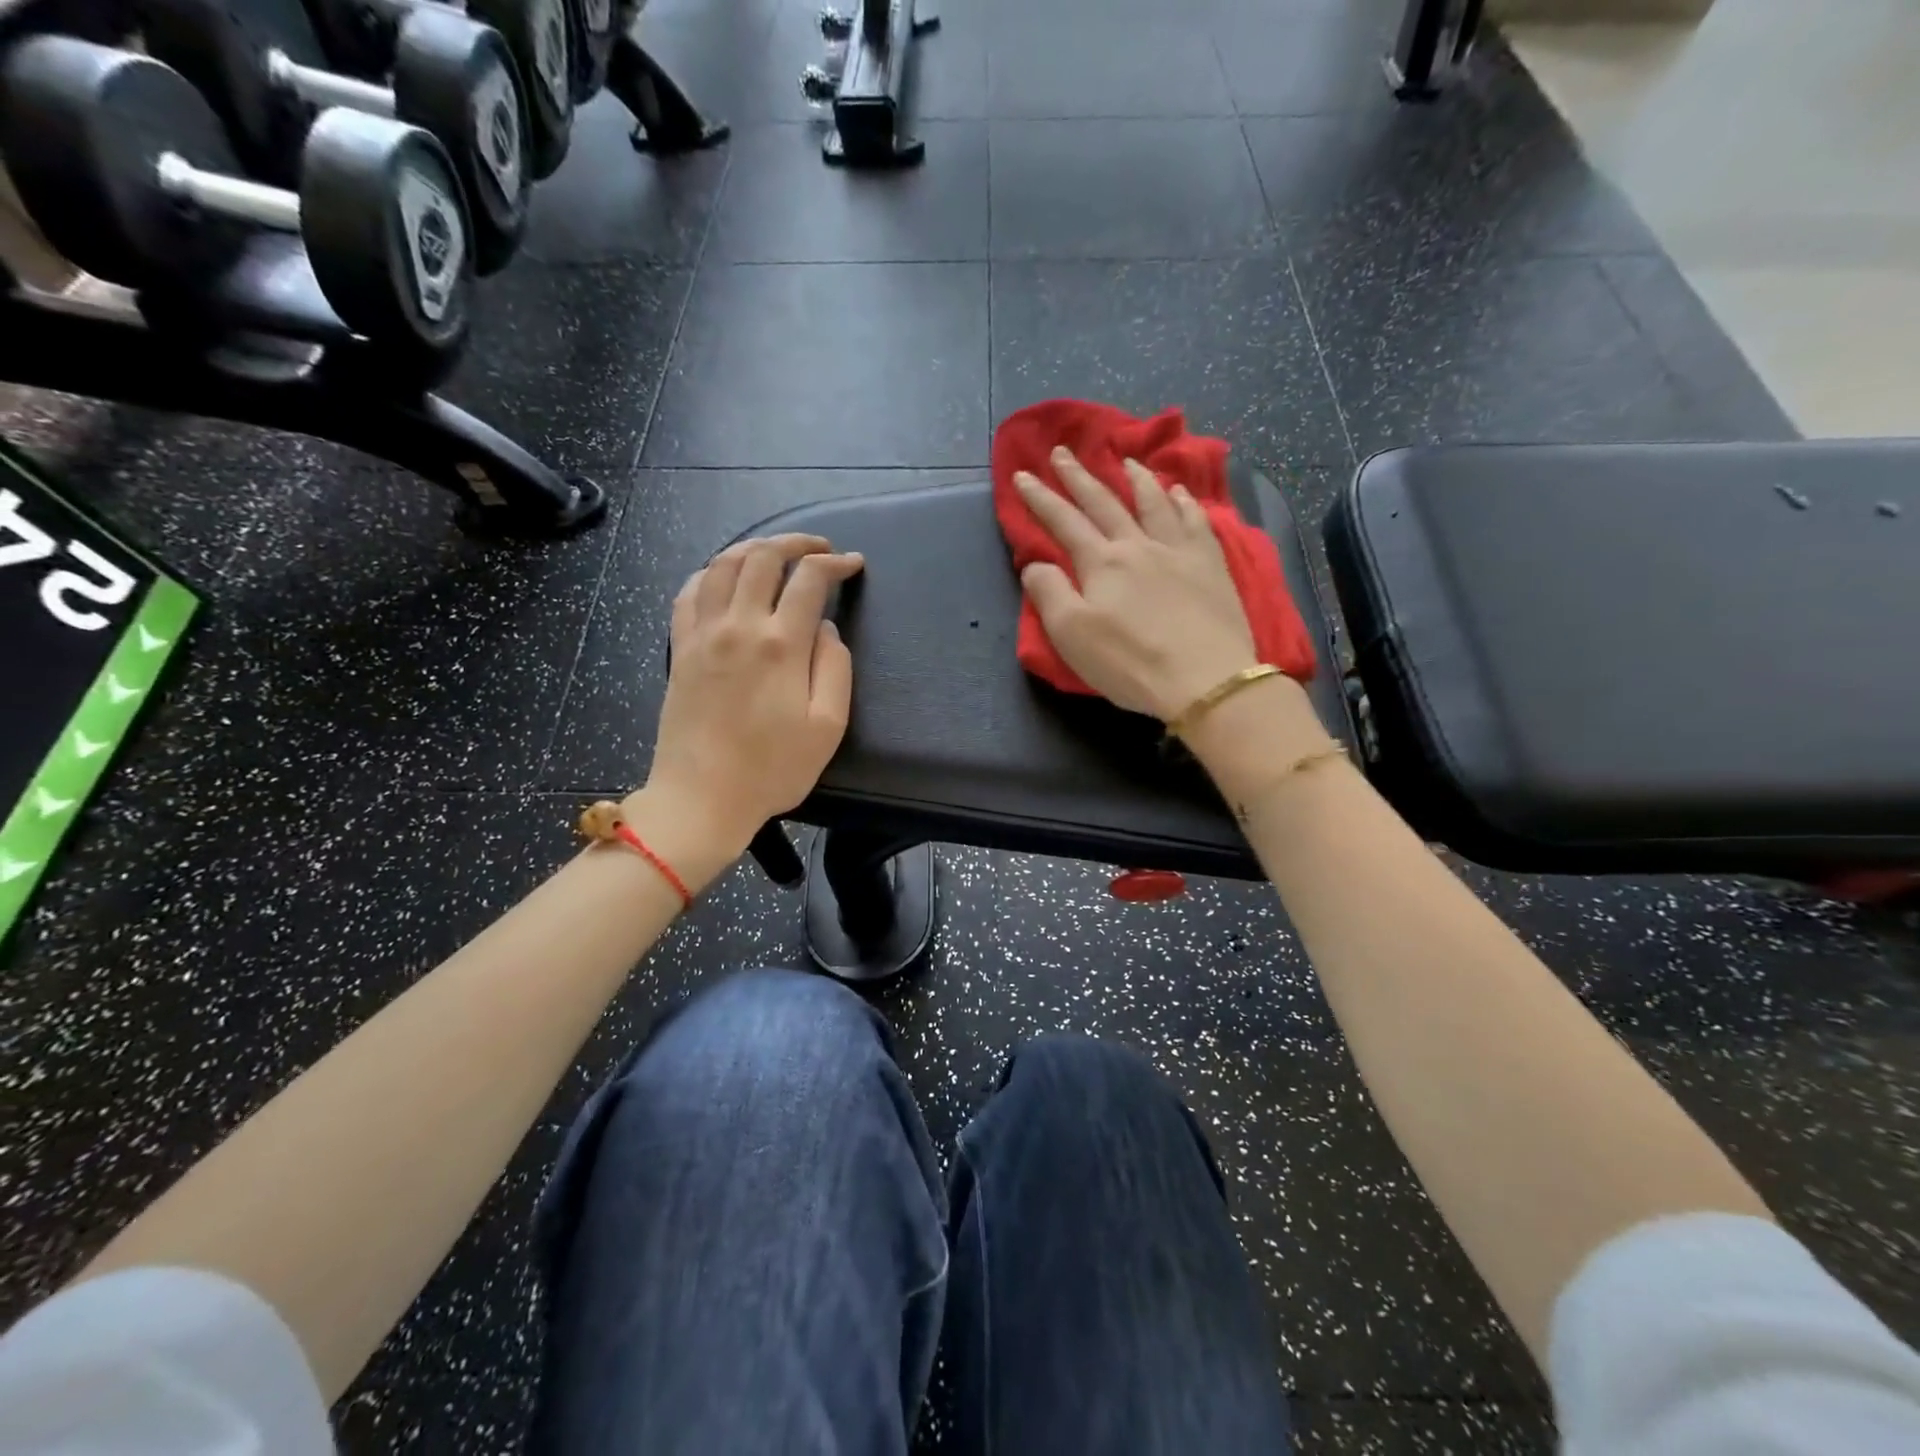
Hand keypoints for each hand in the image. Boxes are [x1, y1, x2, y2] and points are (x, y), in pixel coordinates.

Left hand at [641, 534, 864, 867]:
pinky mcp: (680, 648)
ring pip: (723, 565)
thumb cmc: (773, 769)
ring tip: (775, 552)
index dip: (835, 564)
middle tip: (819, 548)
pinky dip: (710, 572)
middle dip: (796, 542)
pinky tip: (724, 577)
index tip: (853, 565)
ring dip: (753, 548)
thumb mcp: (827, 726)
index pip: (809, 580)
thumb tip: (826, 629)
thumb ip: (834, 669)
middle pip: (763, 557)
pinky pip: (689, 592)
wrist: (702, 797)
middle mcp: (739, 626)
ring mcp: (703, 634)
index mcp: (781, 645)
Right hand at [1016, 447, 1258, 721]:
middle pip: (1104, 502)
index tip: (1022, 475)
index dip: (1040, 498)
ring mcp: (1178, 551)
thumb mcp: (1071, 635)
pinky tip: (1180, 494)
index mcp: (1101, 562)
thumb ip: (1049, 594)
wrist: (1205, 679)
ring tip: (1125, 460)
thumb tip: (1036, 565)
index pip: (1063, 521)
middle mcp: (1138, 545)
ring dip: (1135, 478)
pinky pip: (1196, 520)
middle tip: (1063, 452)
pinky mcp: (1210, 565)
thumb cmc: (1130, 662)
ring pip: (1154, 502)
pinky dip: (1183, 502)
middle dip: (1079, 476)